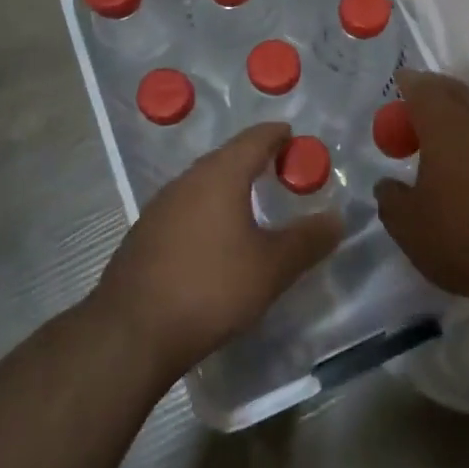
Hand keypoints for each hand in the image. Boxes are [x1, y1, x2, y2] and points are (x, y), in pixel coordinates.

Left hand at [95, 123, 341, 379]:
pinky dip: (207, 209)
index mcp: (220, 176)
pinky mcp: (144, 234)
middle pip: (226, 157)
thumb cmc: (211, 289)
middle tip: (281, 169)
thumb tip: (337, 218)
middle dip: (254, 158)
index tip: (294, 136)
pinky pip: (185, 207)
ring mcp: (160, 207)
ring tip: (251, 201)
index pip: (254, 139)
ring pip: (202, 182)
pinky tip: (215, 236)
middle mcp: (187, 181)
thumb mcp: (272, 267)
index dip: (277, 134)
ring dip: (229, 184)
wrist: (131, 333)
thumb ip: (308, 240)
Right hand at [375, 71, 468, 310]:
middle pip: (455, 92)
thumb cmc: (467, 234)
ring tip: (448, 151)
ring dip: (463, 124)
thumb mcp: (410, 227)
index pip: (421, 86)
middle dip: (435, 97)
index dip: (407, 85)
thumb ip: (392, 200)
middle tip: (418, 116)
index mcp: (444, 121)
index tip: (398, 90)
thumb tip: (387, 185)